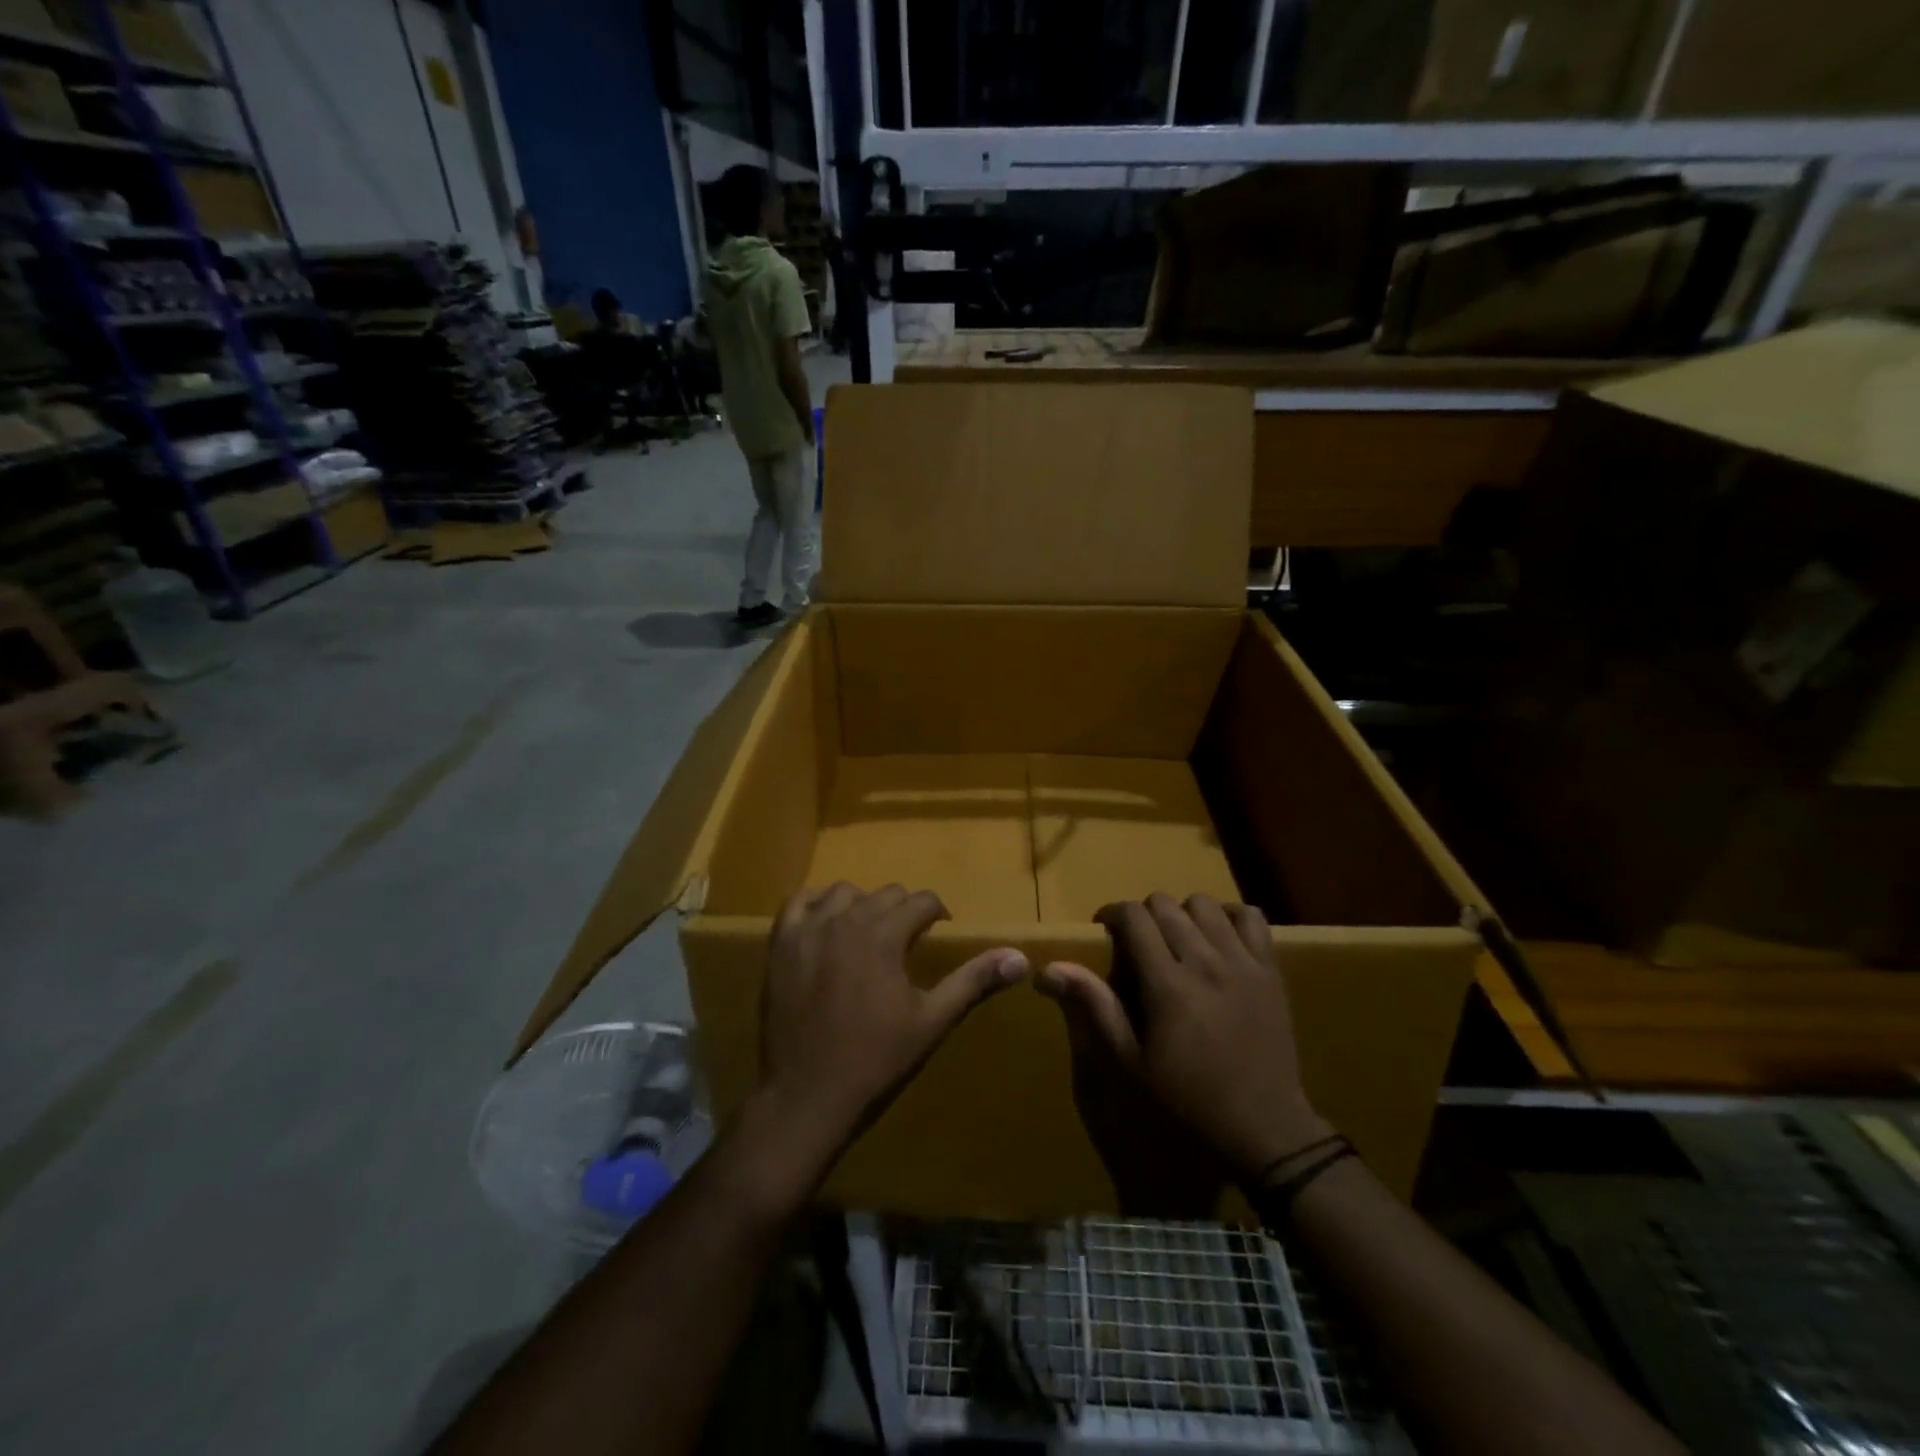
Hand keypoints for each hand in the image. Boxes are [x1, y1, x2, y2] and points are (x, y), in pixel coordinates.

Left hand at [756, 882, 1027, 1155]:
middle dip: (904, 911)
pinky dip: (817, 904)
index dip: (937, 913)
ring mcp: (807, 930)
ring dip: (863, 906)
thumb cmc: (876, 1060)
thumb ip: (973, 981)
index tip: (939, 931)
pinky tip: (826, 925)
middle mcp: (845, 919)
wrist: (808, 1096)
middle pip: (886, 894)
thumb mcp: (932, 1021)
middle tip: (907, 942)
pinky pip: (798, 902)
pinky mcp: (779, 945)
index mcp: (884, 934)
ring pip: (844, 893)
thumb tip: (1019, 957)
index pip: (921, 900)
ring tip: (869, 935)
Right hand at [1037, 893, 1329, 1181]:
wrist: (1265, 1129)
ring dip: (1183, 913)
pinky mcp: (1270, 970)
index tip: (1105, 930)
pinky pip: (1250, 916)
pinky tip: (1219, 938)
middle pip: (1166, 904)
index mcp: (1167, 984)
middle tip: (1139, 944)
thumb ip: (1094, 1007)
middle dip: (1143, 914)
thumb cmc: (1188, 1100)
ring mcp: (1243, 962)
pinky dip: (1229, 917)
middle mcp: (1205, 962)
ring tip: (1178, 940)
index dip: (1112, 913)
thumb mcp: (1131, 1062)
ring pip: (1205, 904)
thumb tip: (1047, 970)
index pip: (1134, 917)